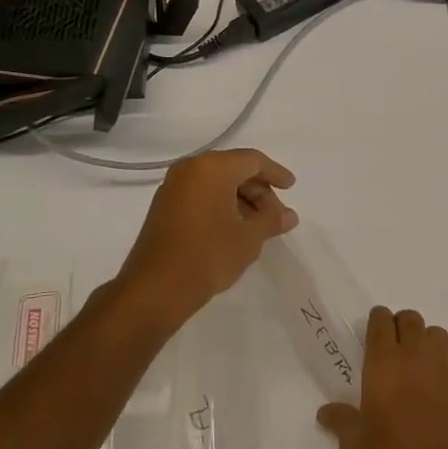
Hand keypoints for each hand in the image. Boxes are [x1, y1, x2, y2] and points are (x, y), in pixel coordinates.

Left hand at [114, 149, 297, 322]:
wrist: (156, 288)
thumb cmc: (209, 255)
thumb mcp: (249, 238)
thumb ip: (272, 220)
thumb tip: (289, 215)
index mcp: (213, 168)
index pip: (253, 160)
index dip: (275, 173)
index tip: (291, 188)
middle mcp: (191, 169)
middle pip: (234, 169)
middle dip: (259, 190)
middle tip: (276, 215)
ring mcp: (173, 187)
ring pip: (217, 183)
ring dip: (241, 199)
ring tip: (258, 226)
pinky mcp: (164, 206)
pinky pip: (201, 195)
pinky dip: (221, 205)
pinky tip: (234, 228)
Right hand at [317, 307, 447, 448]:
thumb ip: (342, 423)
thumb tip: (327, 412)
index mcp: (384, 365)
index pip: (381, 322)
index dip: (376, 322)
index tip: (372, 333)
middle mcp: (417, 357)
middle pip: (411, 320)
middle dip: (400, 327)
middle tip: (392, 351)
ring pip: (437, 336)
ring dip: (425, 344)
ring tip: (418, 370)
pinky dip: (446, 370)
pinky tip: (440, 395)